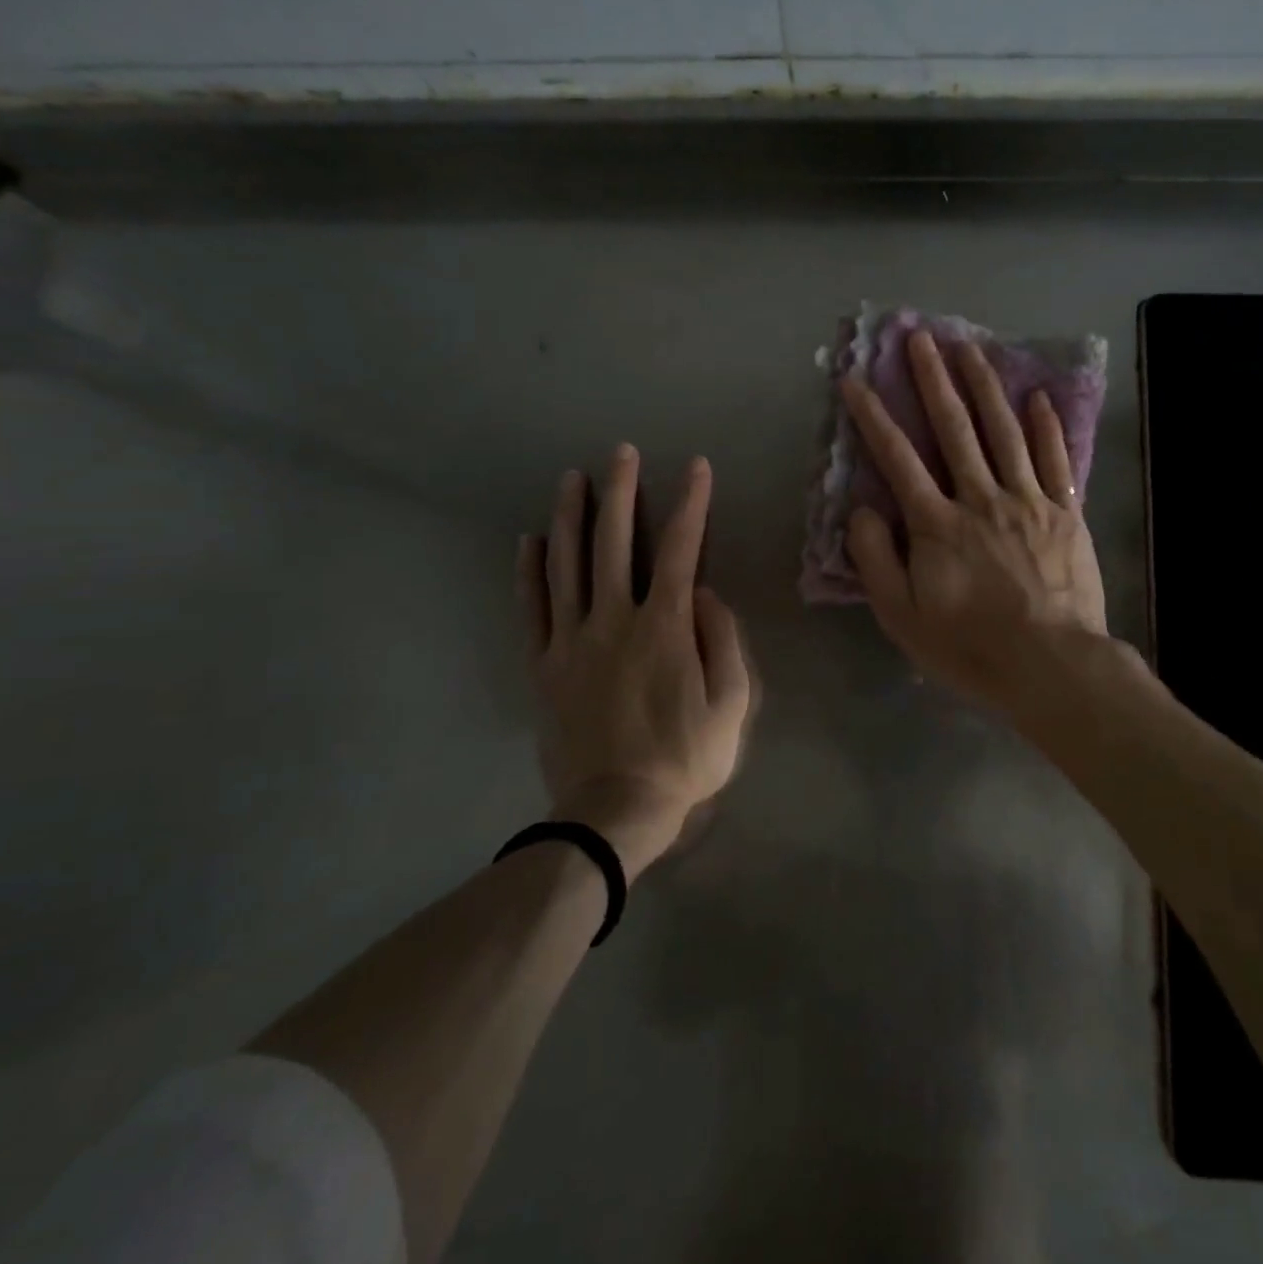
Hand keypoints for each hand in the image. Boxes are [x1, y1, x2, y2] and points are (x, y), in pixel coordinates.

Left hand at [517, 445, 754, 880]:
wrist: (615, 811)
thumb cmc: (685, 758)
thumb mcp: (732, 705)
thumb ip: (724, 641)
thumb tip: (707, 594)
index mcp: (665, 627)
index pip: (682, 549)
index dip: (691, 504)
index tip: (697, 468)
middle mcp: (614, 619)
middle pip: (615, 542)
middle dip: (621, 492)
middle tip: (622, 452)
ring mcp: (572, 640)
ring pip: (567, 564)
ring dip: (571, 516)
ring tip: (573, 478)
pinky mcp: (544, 664)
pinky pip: (532, 608)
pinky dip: (530, 571)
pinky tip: (530, 539)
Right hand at [839, 330, 1109, 716]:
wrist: (1051, 665)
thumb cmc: (969, 646)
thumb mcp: (901, 615)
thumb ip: (875, 559)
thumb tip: (861, 510)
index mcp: (937, 524)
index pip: (897, 459)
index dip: (873, 417)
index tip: (855, 380)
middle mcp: (980, 498)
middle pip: (954, 428)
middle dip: (932, 380)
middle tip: (920, 338)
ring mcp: (1028, 500)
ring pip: (1002, 431)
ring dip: (984, 386)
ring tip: (969, 348)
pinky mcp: (1065, 512)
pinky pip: (1054, 459)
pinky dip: (1045, 426)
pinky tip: (1036, 397)